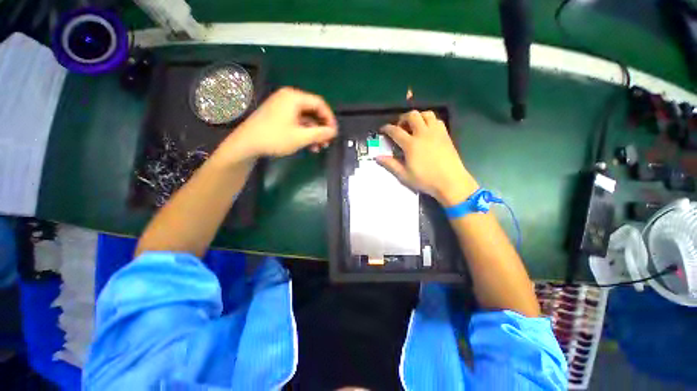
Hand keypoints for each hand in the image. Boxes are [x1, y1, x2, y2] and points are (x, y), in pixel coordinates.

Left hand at [215, 87, 337, 162]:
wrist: (246, 144)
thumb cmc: (275, 138)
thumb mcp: (301, 137)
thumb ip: (320, 133)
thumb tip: (333, 131)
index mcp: (294, 97)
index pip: (320, 104)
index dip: (329, 119)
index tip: (334, 133)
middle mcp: (289, 98)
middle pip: (312, 111)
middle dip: (321, 128)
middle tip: (327, 142)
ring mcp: (282, 106)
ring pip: (305, 119)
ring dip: (313, 133)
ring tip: (318, 147)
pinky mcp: (278, 115)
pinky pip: (296, 121)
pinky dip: (304, 132)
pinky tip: (308, 145)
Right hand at [378, 110, 478, 205]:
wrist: (450, 182)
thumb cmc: (425, 180)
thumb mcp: (404, 175)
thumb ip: (390, 164)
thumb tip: (377, 157)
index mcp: (411, 144)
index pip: (396, 131)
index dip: (387, 128)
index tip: (383, 129)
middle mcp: (423, 134)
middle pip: (412, 116)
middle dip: (403, 118)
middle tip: (400, 127)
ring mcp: (436, 133)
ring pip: (426, 114)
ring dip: (418, 117)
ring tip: (414, 126)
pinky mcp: (445, 135)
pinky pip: (437, 120)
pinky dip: (430, 121)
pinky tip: (427, 131)